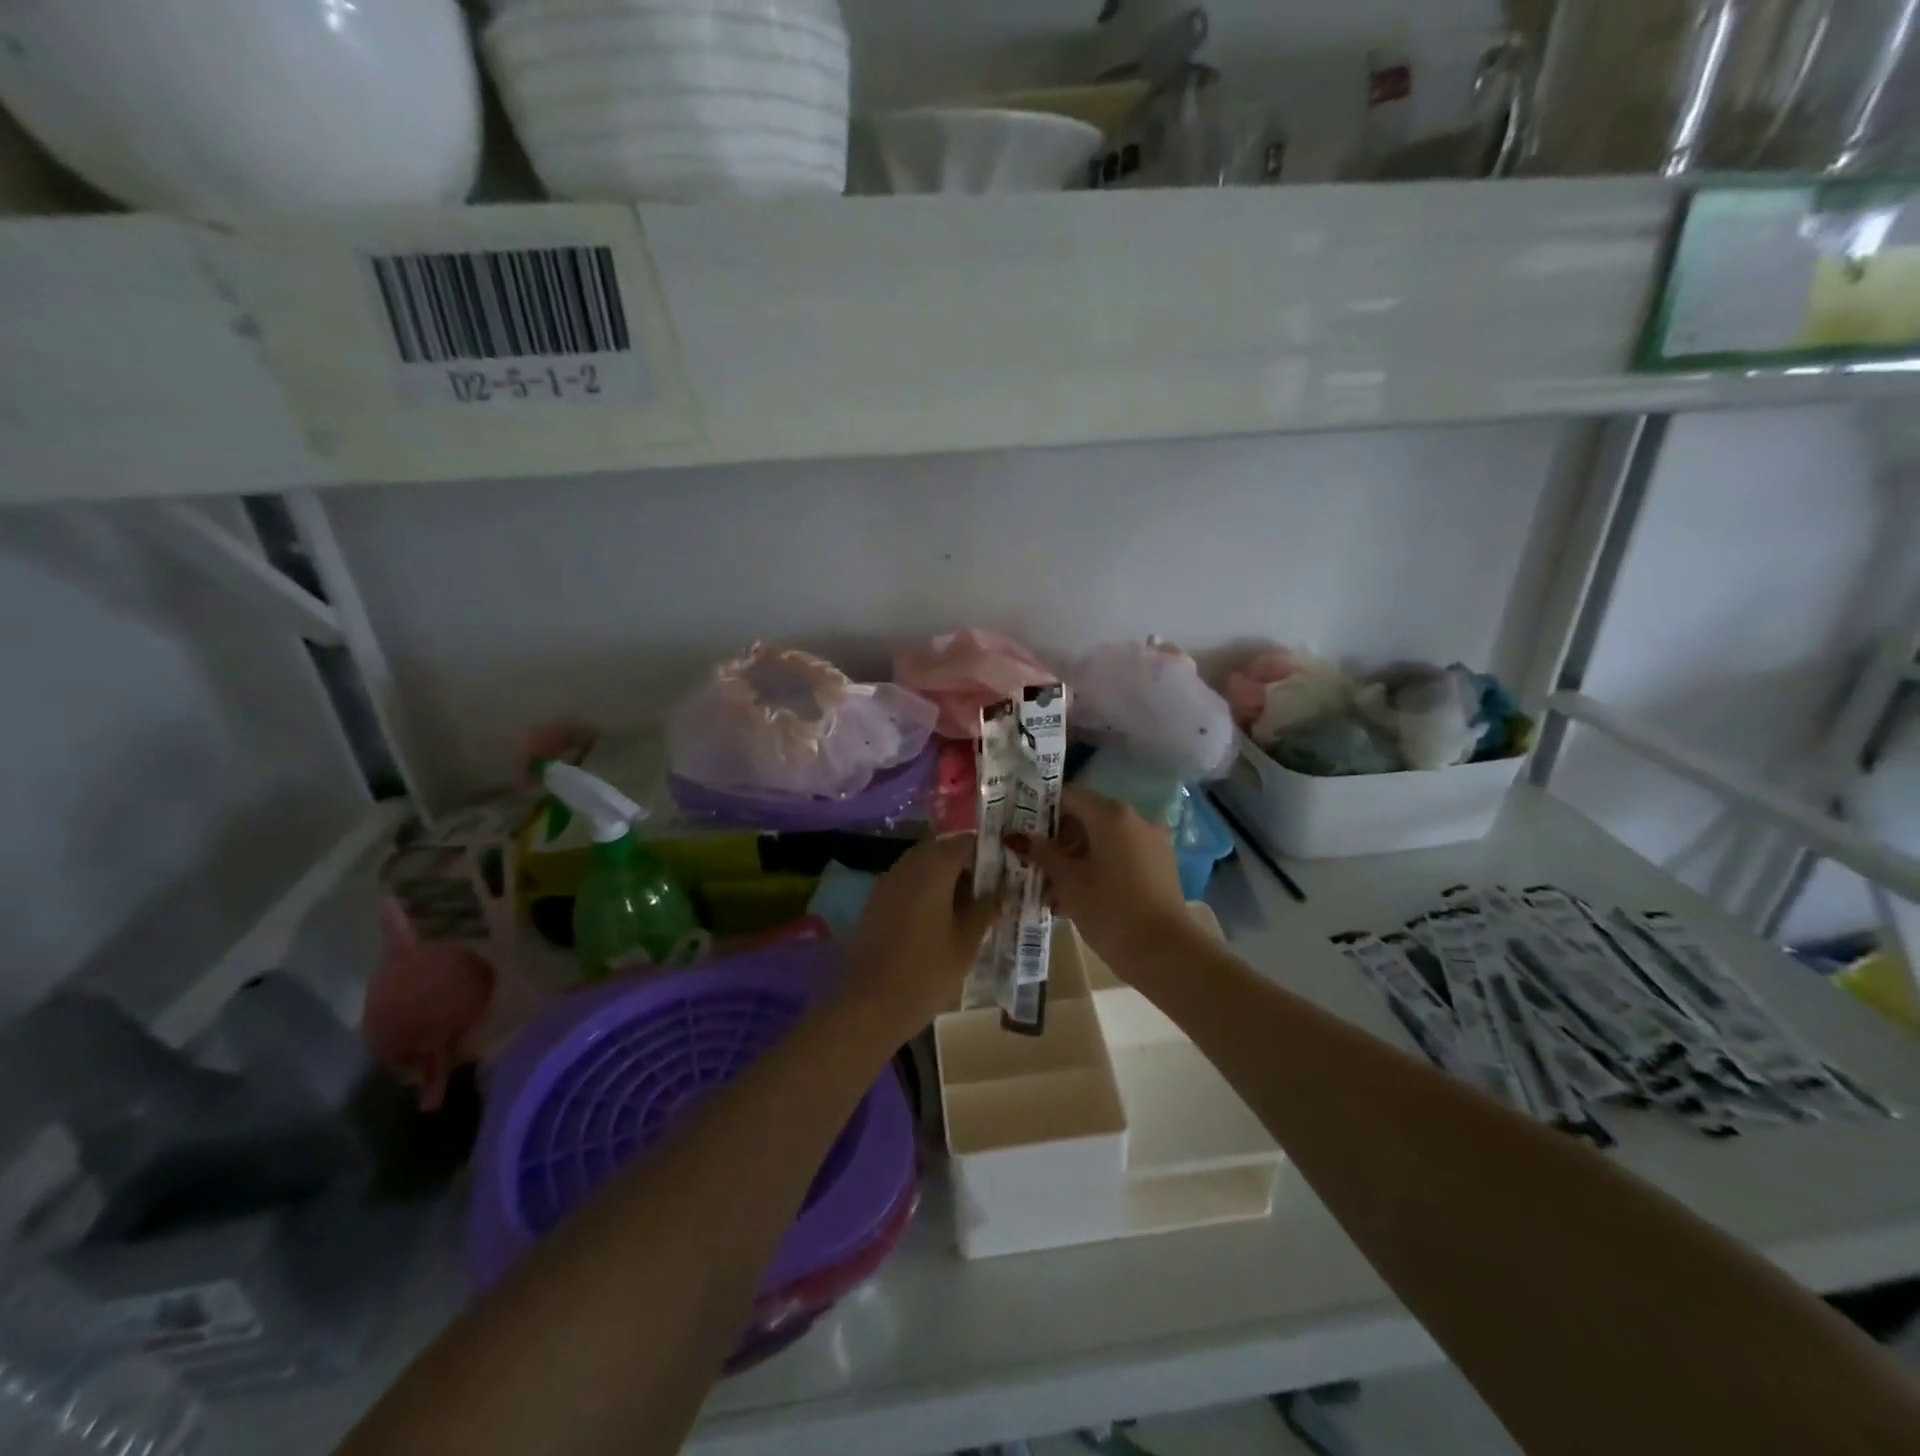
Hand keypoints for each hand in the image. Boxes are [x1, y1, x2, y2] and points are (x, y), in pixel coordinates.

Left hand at [837, 834, 1000, 1043]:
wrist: (868, 1006)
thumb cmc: (925, 974)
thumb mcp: (966, 943)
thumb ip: (985, 910)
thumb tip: (1003, 892)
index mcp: (933, 868)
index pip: (965, 842)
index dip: (987, 852)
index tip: (1006, 870)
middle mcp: (907, 866)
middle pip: (941, 850)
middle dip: (966, 864)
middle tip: (988, 890)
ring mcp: (887, 882)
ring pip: (922, 865)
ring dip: (945, 877)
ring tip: (967, 907)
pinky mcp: (875, 901)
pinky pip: (906, 883)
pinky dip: (925, 890)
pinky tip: (939, 919)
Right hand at [1008, 786, 1194, 971]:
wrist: (1166, 953)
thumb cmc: (1110, 911)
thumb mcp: (1068, 882)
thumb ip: (1042, 853)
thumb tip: (1017, 836)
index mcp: (1111, 814)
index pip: (1068, 796)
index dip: (1042, 812)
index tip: (1023, 834)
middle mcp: (1135, 818)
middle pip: (1086, 817)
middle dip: (1058, 842)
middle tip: (1034, 868)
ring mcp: (1151, 841)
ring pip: (1102, 840)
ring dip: (1076, 859)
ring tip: (1052, 892)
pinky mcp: (1159, 864)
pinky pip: (1120, 855)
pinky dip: (1098, 867)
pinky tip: (1079, 897)